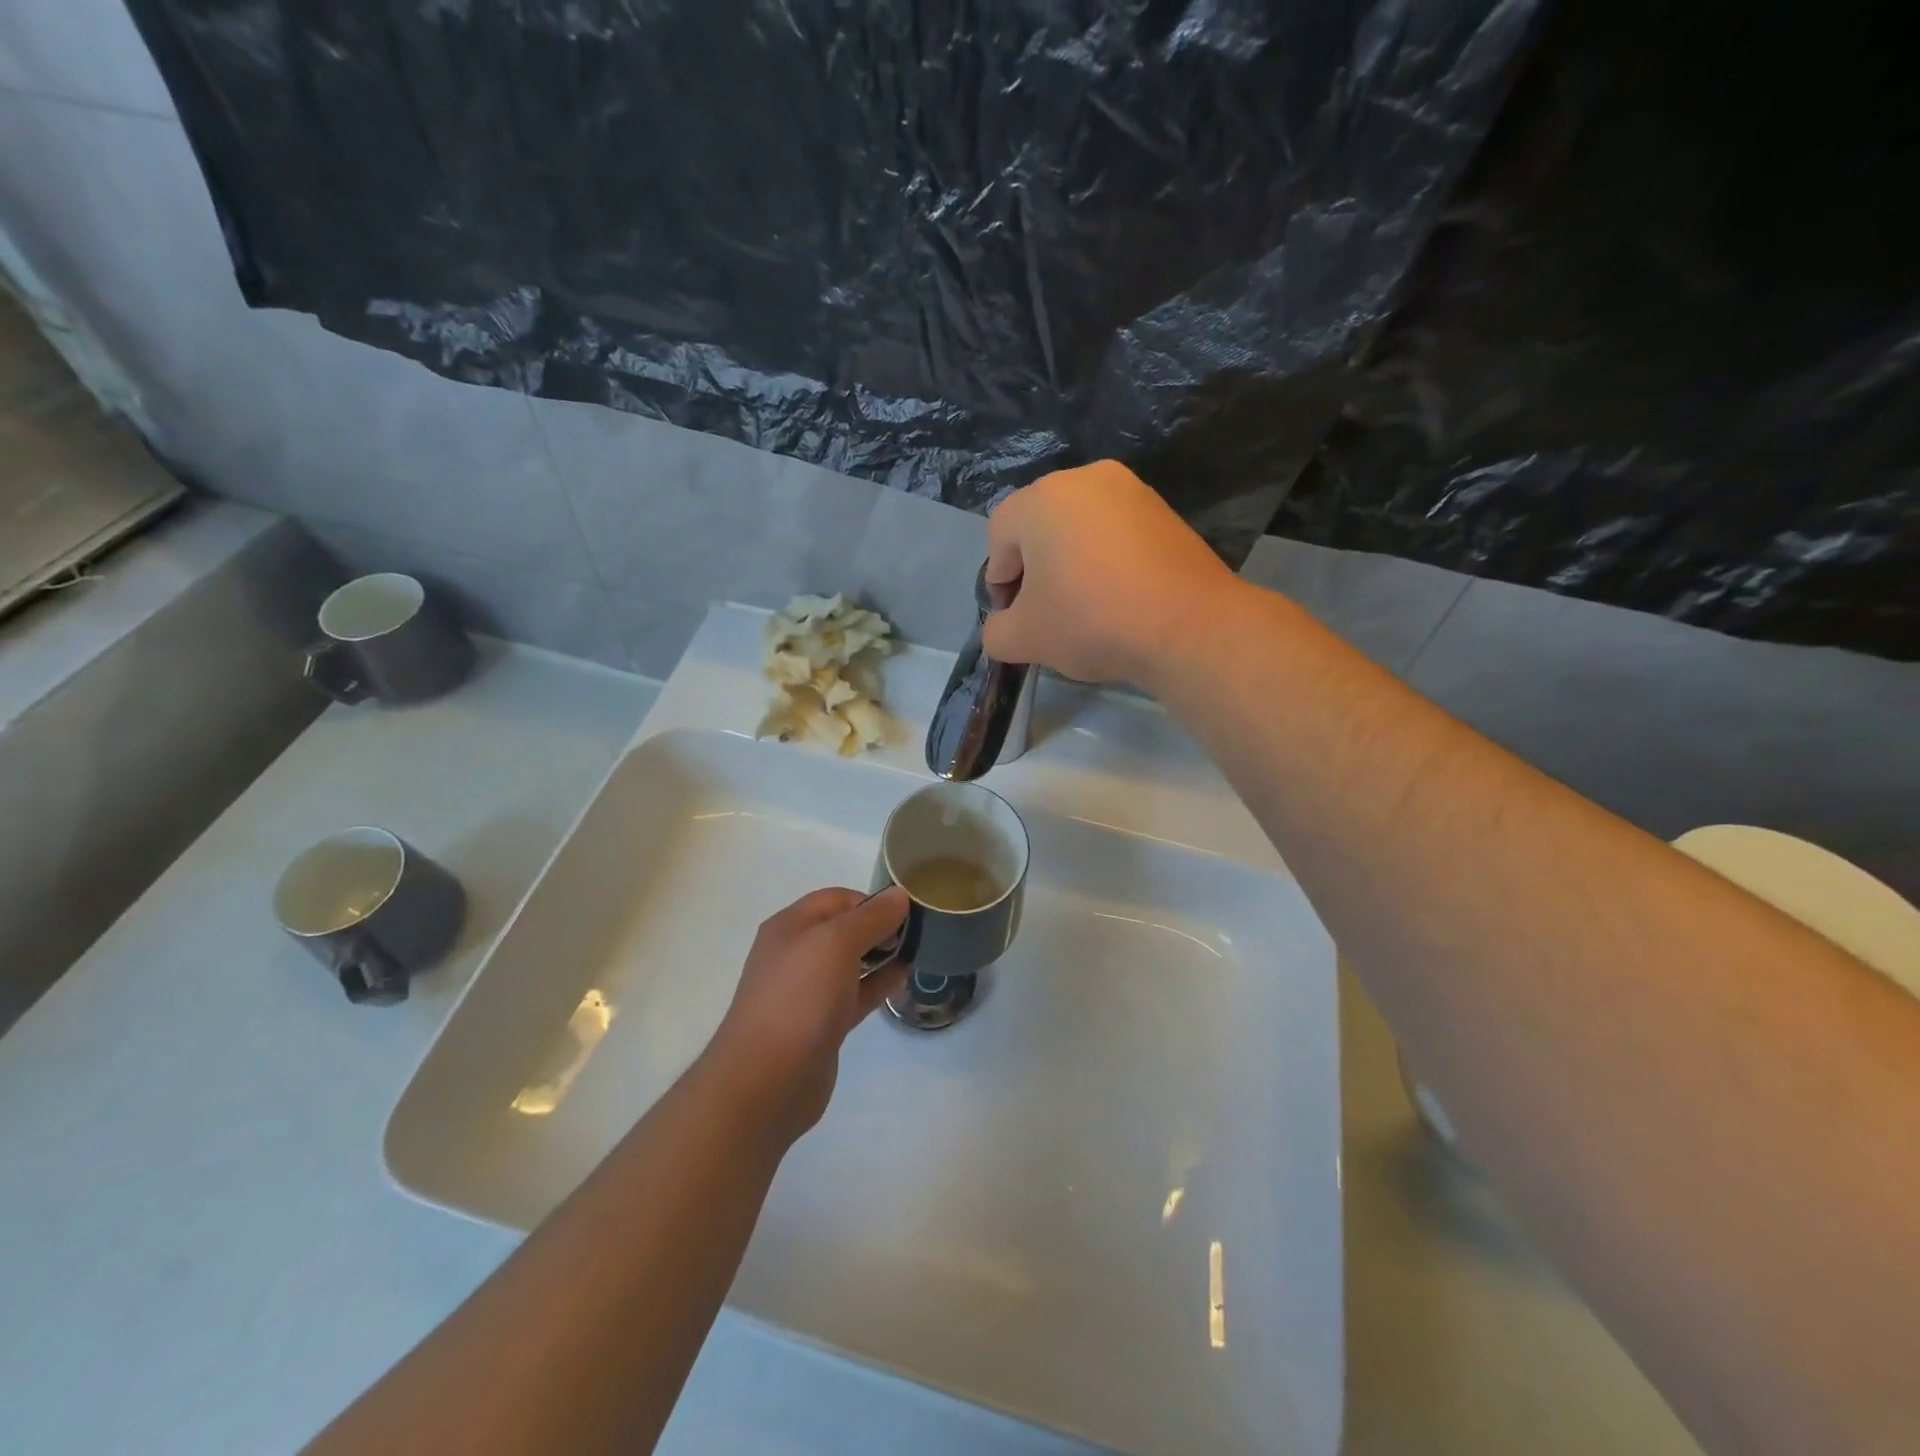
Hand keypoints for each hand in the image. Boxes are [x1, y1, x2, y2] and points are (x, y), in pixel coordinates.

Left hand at [701, 886, 909, 1145]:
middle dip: (878, 926)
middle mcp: (796, 954)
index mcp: (790, 927)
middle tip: (917, 932)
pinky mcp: (821, 1024)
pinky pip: (854, 994)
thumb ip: (871, 917)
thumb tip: (899, 895)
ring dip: (881, 955)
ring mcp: (807, 992)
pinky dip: (877, 983)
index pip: (836, 899)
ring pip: (850, 963)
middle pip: (843, 928)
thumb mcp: (836, 943)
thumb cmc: (799, 998)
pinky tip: (903, 978)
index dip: (871, 901)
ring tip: (917, 951)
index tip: (906, 912)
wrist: (767, 1080)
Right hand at [981, 460, 1240, 688]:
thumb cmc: (1090, 621)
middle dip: (1035, 569)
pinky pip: (1116, 533)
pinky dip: (1107, 560)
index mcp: (1041, 499)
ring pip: (1080, 528)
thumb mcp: (1023, 639)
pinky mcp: (1163, 510)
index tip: (1015, 617)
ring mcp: (1130, 490)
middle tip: (1046, 612)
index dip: (999, 581)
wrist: (1187, 625)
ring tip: (1084, 607)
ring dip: (1071, 564)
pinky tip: (1118, 597)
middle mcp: (1084, 479)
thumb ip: (996, 631)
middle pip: (1040, 527)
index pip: (999, 537)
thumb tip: (1002, 627)